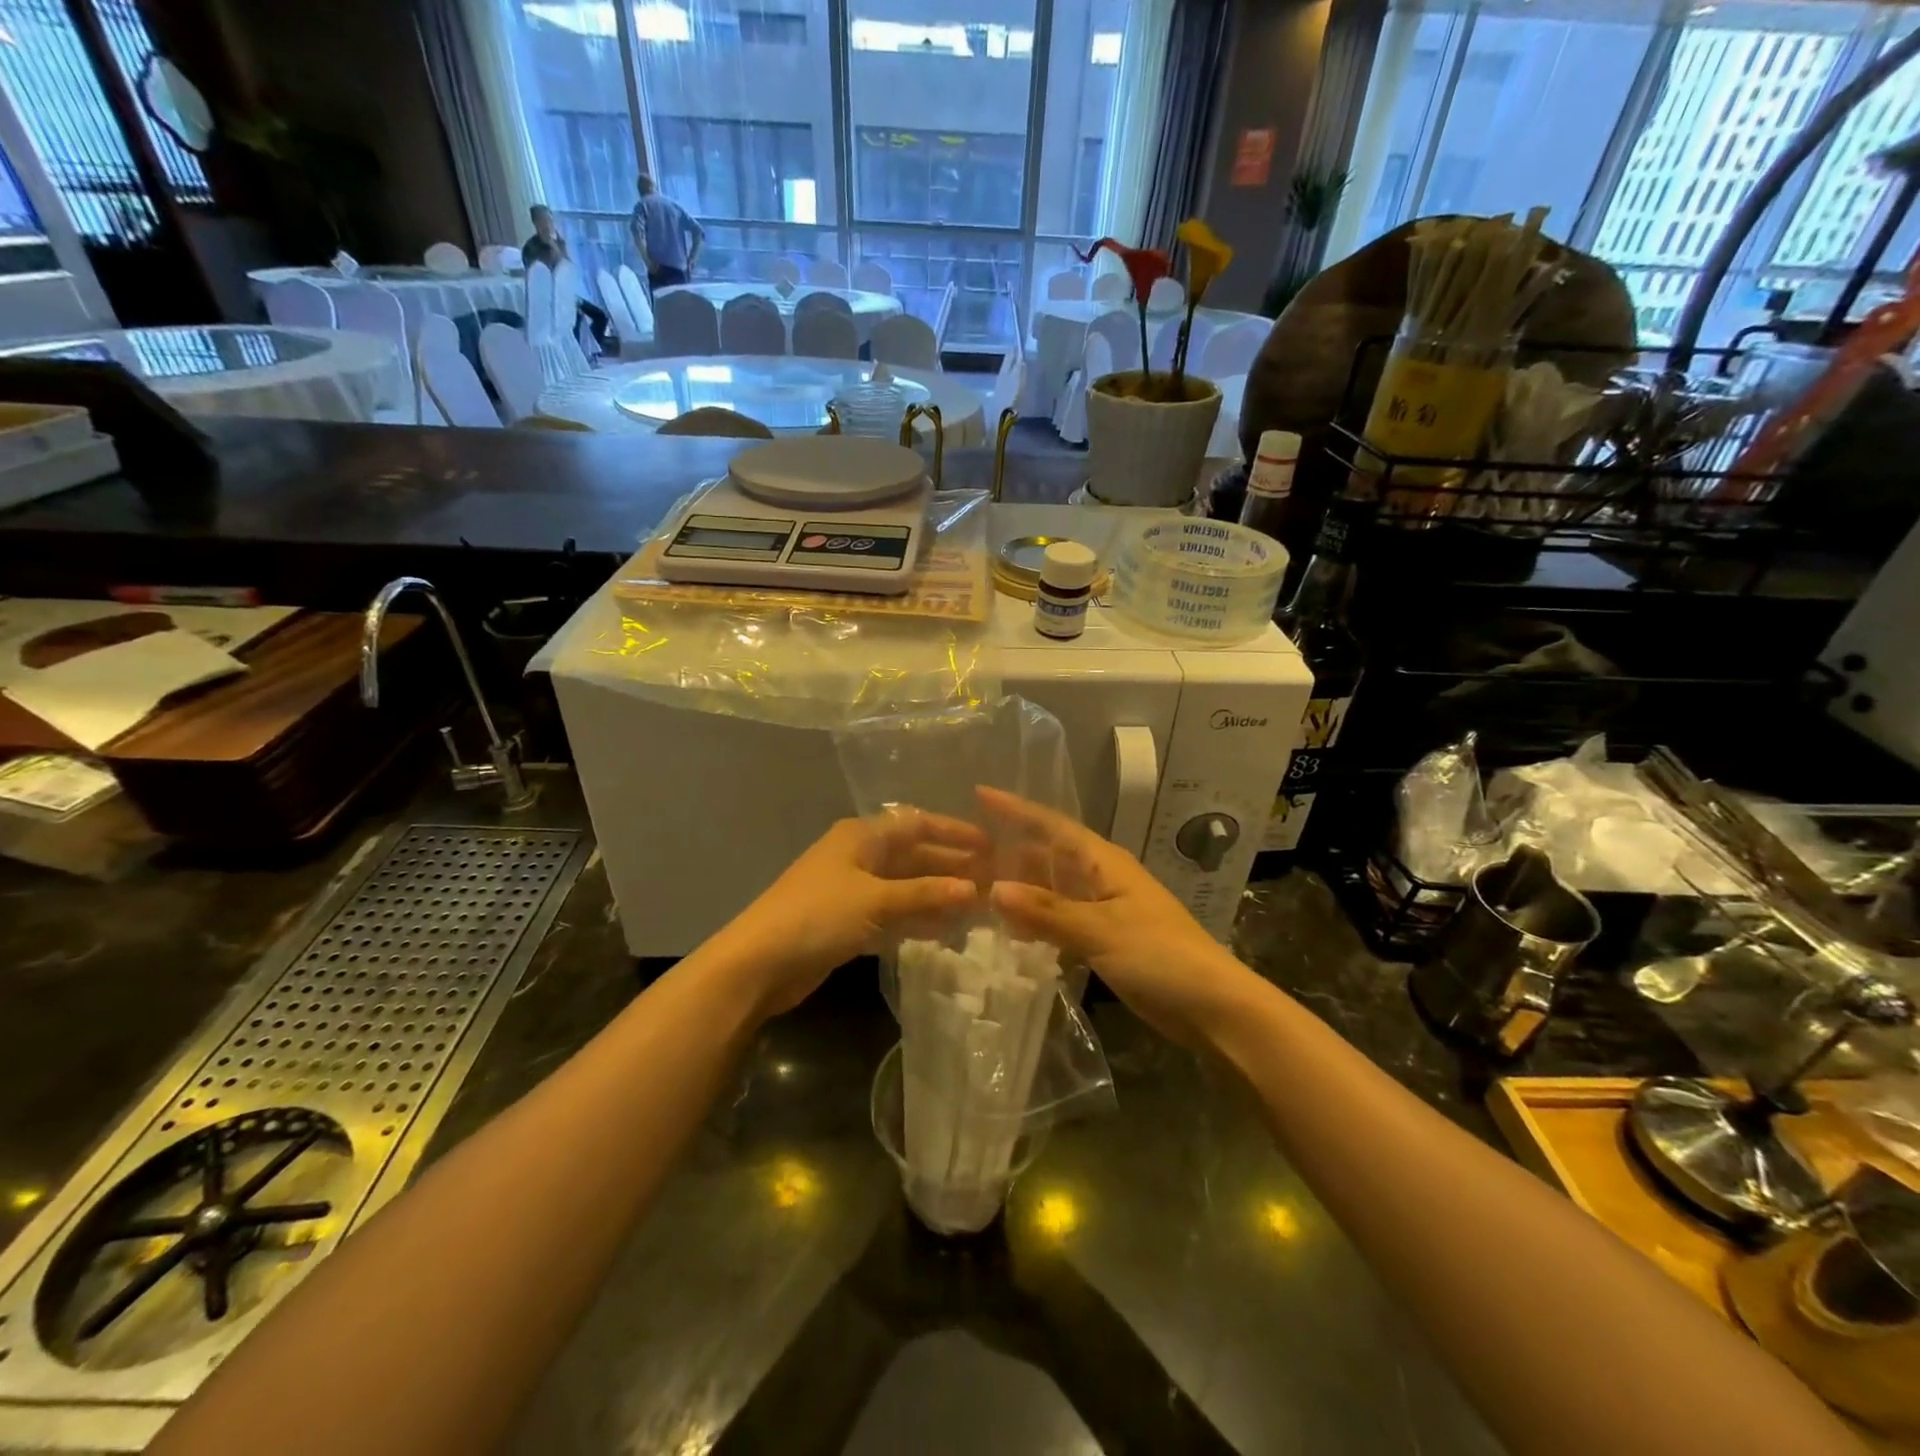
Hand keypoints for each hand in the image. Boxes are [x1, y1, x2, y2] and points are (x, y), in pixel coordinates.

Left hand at [718, 810, 985, 1015]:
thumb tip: (974, 889)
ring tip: (979, 911)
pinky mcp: (849, 922)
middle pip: (914, 856)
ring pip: (906, 887)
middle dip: (951, 868)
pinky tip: (946, 933)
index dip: (953, 833)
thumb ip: (925, 894)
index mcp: (862, 836)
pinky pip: (893, 914)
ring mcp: (853, 890)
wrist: (758, 964)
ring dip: (938, 897)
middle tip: (993, 883)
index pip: (917, 824)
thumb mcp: (875, 900)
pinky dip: (917, 921)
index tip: (990, 846)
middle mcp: (860, 856)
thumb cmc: (817, 916)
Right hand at [978, 787, 1258, 1048]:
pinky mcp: (1105, 940)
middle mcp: (1100, 879)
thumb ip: (1047, 912)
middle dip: (1009, 851)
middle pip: (1047, 856)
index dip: (1016, 809)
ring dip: (1019, 888)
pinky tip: (1009, 931)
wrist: (1213, 1008)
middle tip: (963, 853)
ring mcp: (1104, 910)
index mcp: (1103, 863)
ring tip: (975, 888)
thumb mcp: (1101, 930)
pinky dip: (1035, 921)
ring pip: (1051, 890)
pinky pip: (1060, 920)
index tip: (980, 794)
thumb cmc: (1161, 956)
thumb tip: (993, 890)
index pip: (1052, 825)